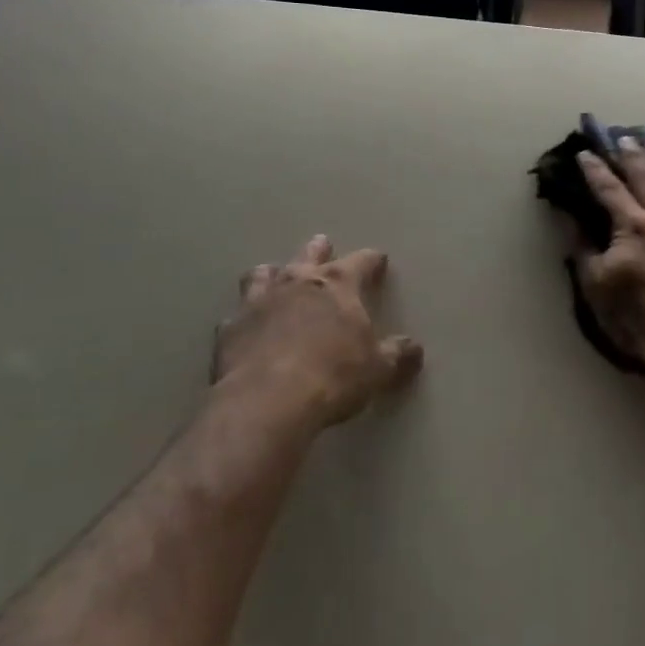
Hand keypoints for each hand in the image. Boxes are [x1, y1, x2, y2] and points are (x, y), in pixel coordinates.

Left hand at [214, 236, 423, 428]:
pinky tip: (245, 328)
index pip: (361, 261)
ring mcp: (259, 301)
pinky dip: (244, 318)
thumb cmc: (334, 376)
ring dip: (272, 274)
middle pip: (309, 254)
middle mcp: (298, 281)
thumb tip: (415, 349)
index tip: (379, 260)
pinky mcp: (229, 329)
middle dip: (319, 250)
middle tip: (322, 245)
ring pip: (264, 274)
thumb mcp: (378, 369)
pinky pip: (236, 316)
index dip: (372, 260)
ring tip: (274, 275)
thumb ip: (397, 354)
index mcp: (338, 284)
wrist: (269, 401)